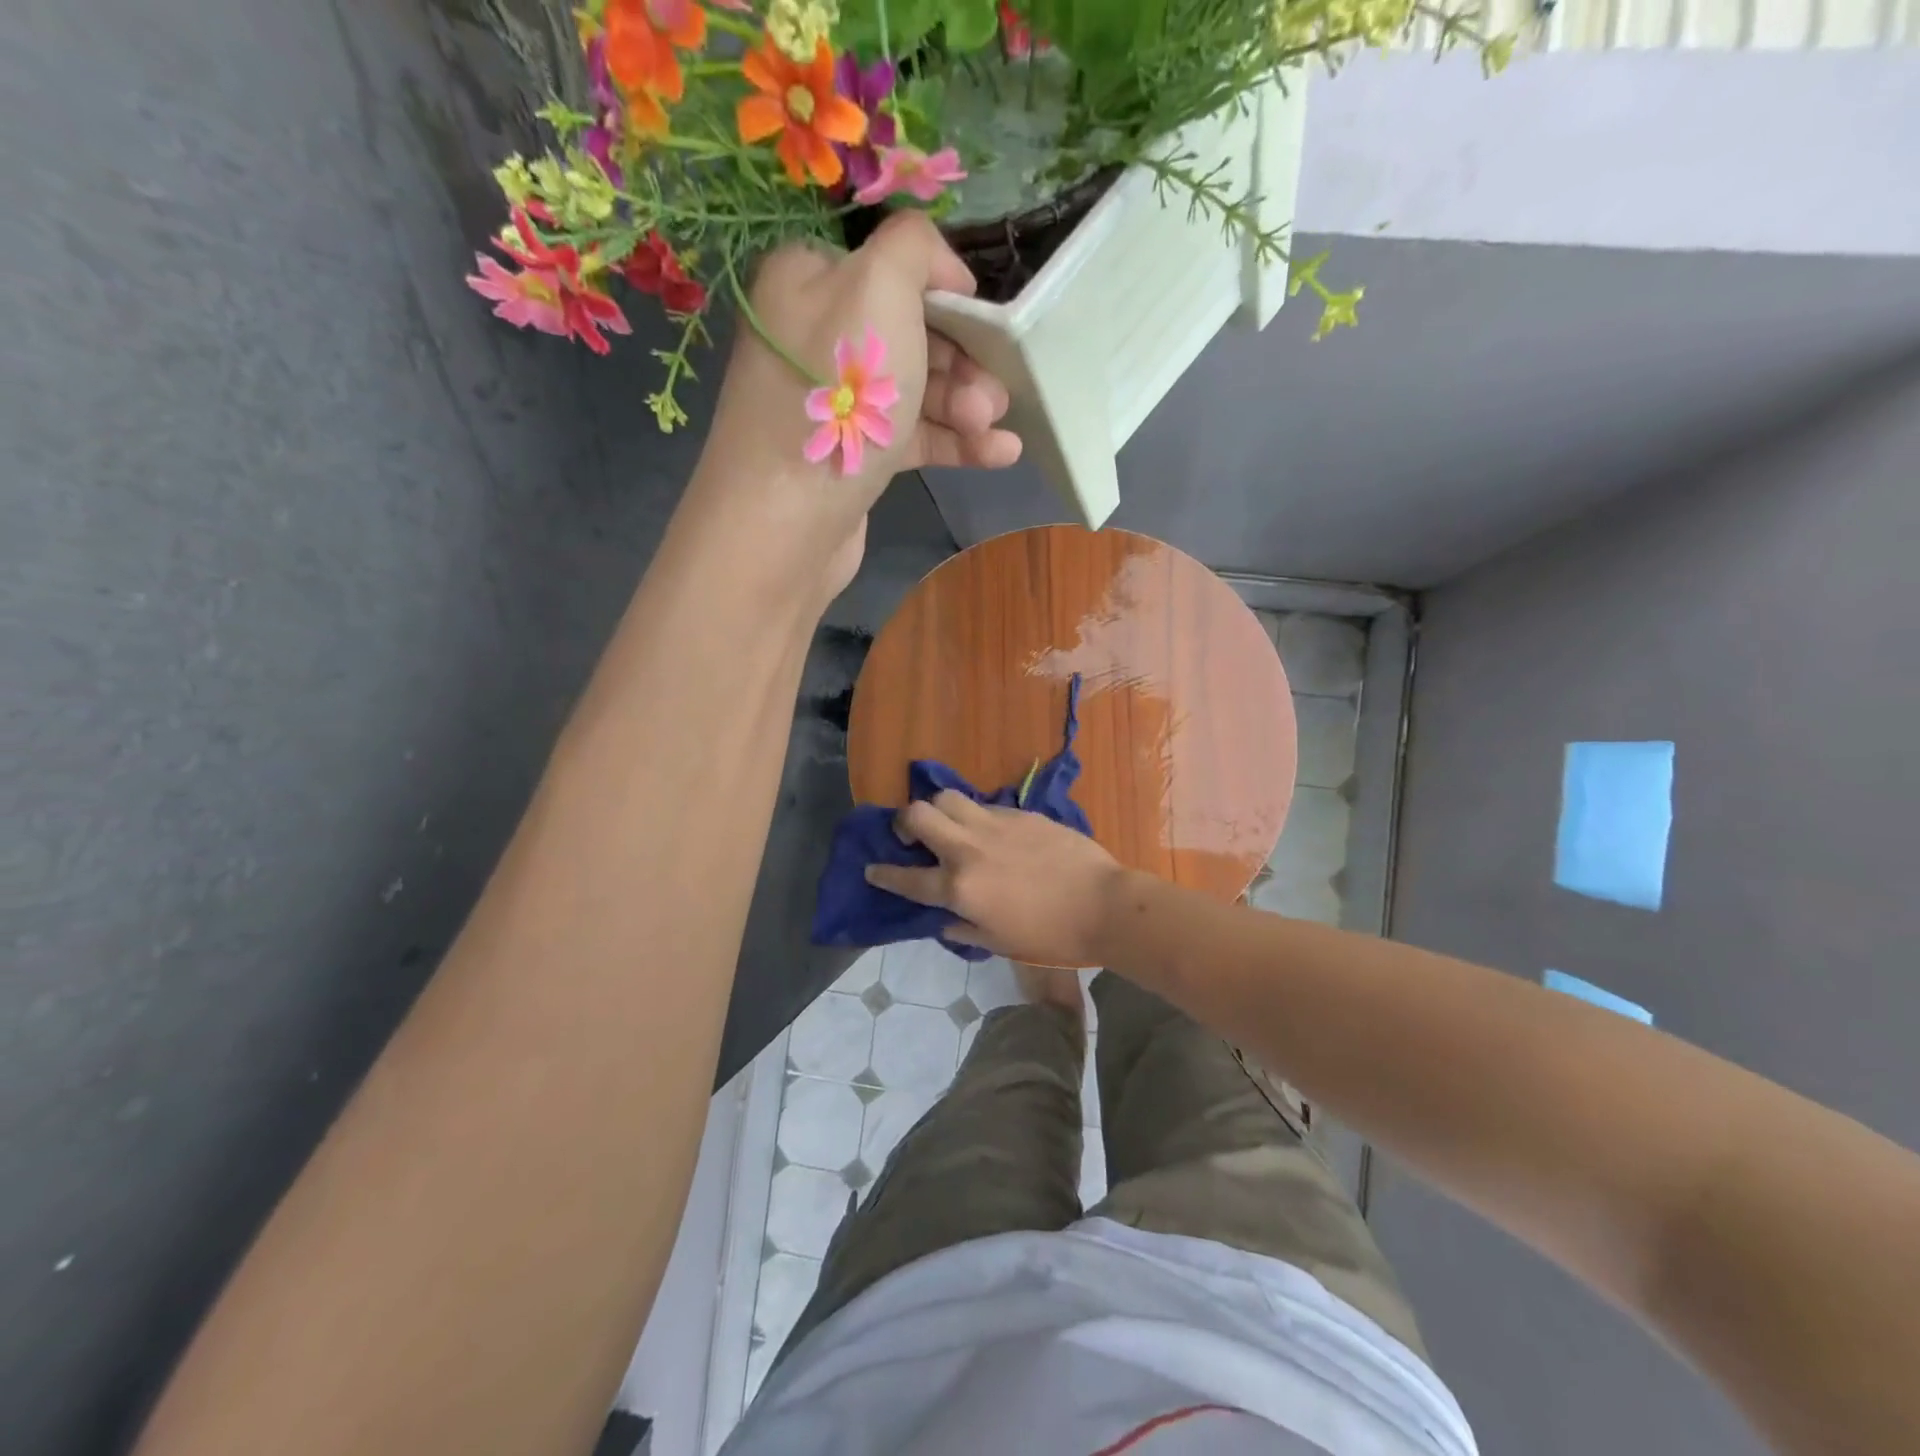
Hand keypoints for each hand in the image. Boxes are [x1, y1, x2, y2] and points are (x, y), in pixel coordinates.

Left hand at [690, 212, 1021, 601]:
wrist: (787, 519)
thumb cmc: (836, 393)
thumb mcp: (879, 288)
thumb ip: (915, 248)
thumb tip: (943, 267)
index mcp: (809, 280)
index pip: (891, 269)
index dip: (945, 293)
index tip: (986, 322)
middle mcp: (816, 336)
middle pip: (910, 335)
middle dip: (963, 361)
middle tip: (993, 393)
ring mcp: (833, 404)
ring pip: (916, 391)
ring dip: (965, 405)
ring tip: (993, 426)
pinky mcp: (853, 458)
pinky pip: (911, 438)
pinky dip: (955, 442)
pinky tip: (999, 454)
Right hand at [865, 790, 1125, 967]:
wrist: (1103, 906)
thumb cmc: (1050, 937)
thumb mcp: (998, 943)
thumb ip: (963, 927)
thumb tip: (945, 919)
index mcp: (960, 888)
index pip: (906, 878)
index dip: (883, 875)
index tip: (871, 869)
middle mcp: (969, 849)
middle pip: (918, 815)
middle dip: (904, 823)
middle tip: (910, 837)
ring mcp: (995, 825)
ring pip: (949, 798)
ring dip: (938, 809)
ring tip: (948, 826)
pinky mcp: (1020, 814)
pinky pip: (985, 806)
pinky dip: (976, 816)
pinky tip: (988, 832)